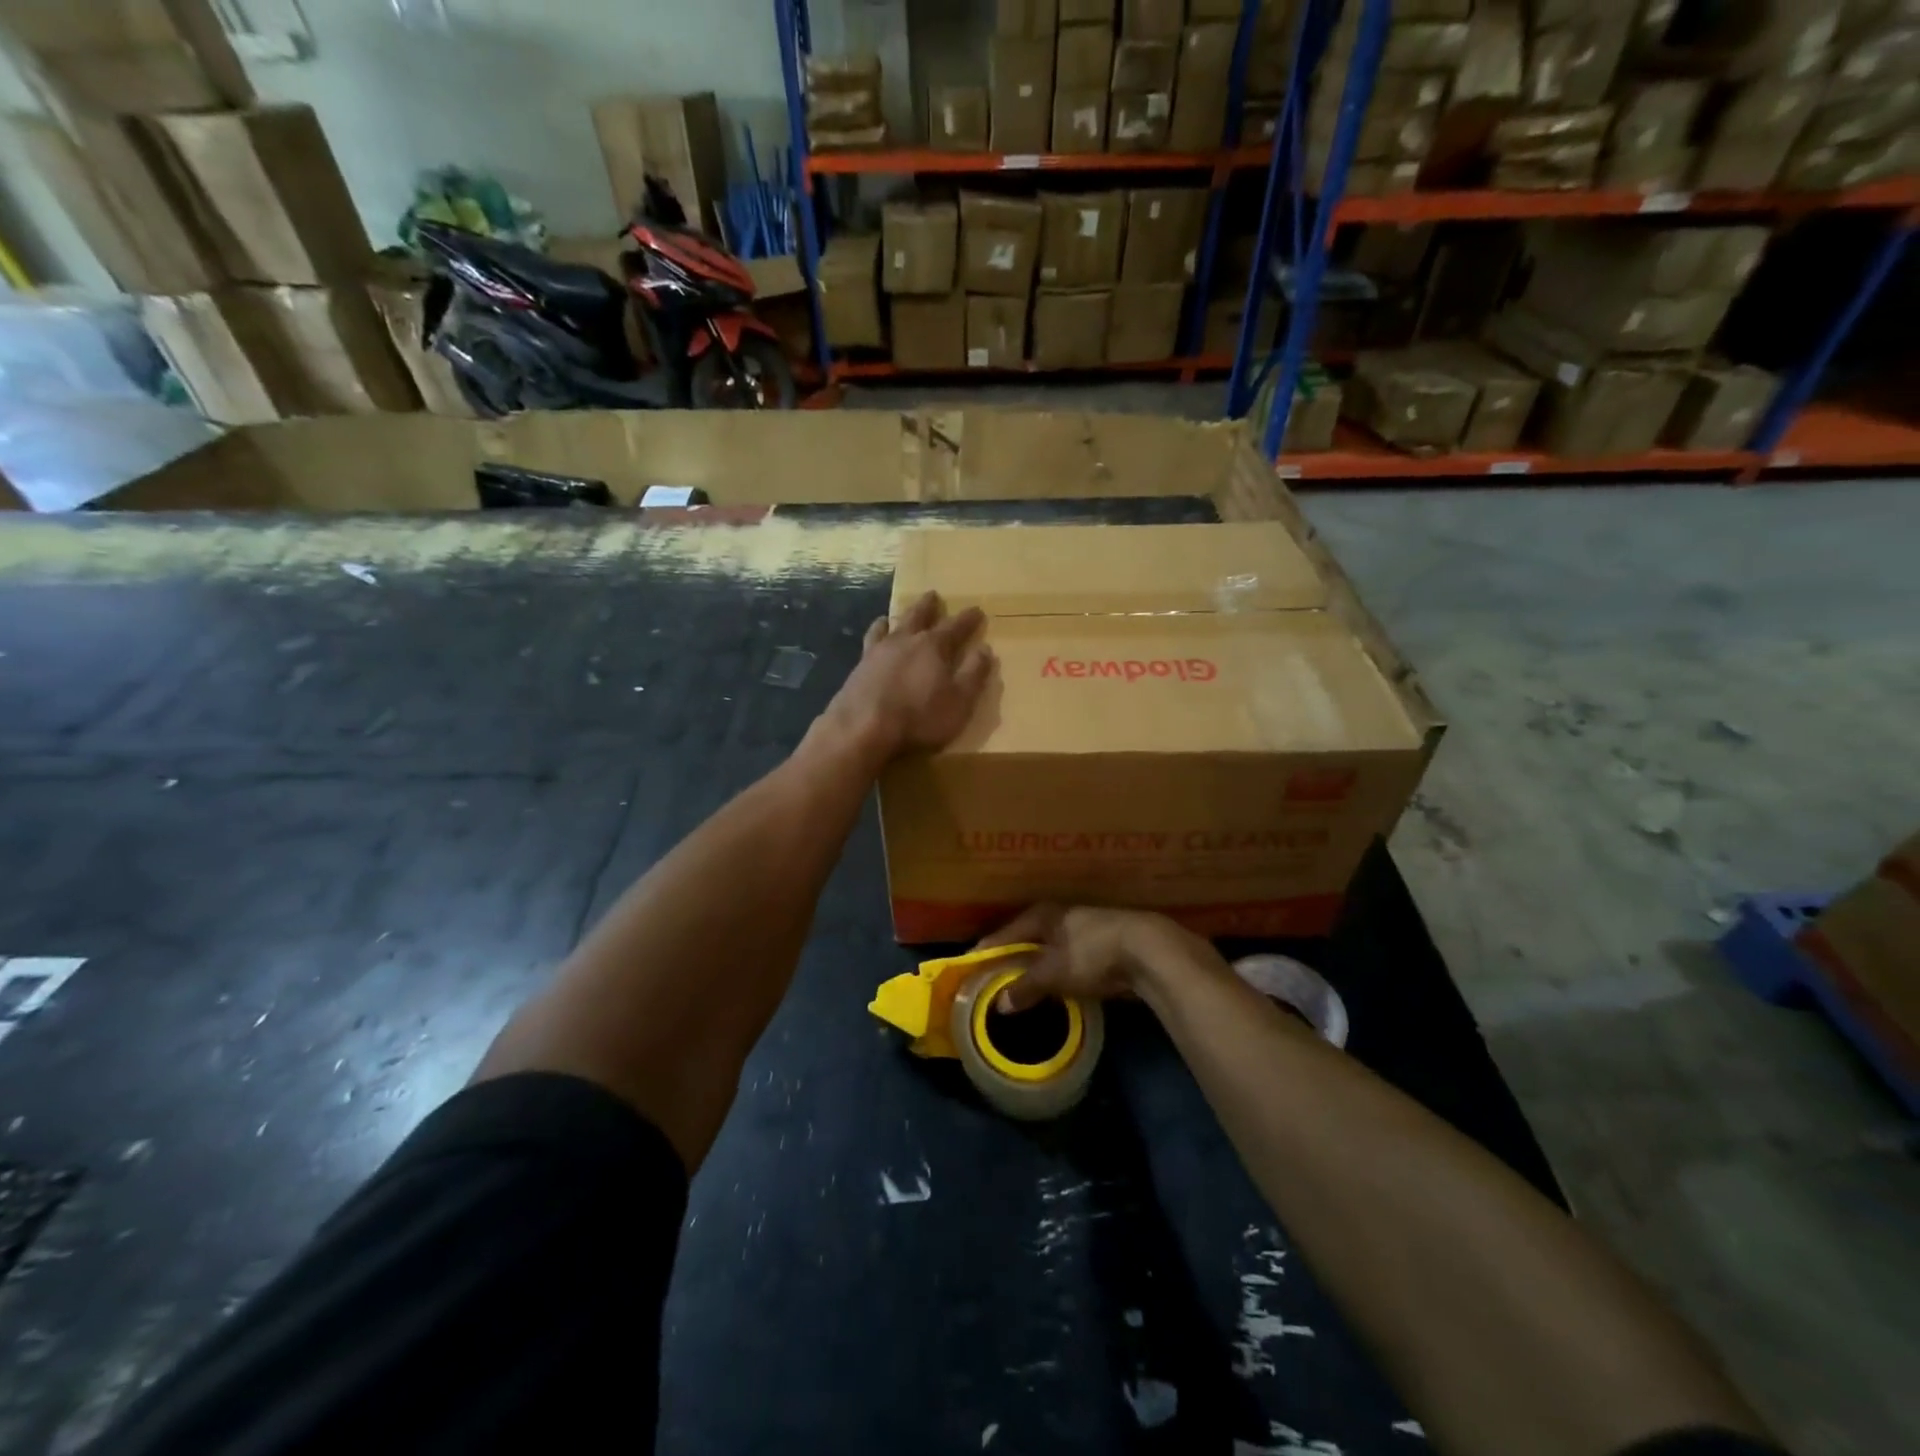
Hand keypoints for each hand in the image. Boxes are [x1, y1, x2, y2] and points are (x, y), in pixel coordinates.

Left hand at [822, 590, 992, 760]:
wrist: (863, 729)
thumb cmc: (919, 718)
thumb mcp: (959, 701)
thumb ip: (973, 673)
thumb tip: (985, 648)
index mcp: (933, 647)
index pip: (956, 627)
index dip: (968, 619)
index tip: (977, 610)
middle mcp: (905, 641)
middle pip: (919, 616)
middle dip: (928, 606)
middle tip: (933, 594)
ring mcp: (878, 651)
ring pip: (890, 625)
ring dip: (897, 617)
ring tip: (895, 614)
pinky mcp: (859, 666)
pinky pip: (870, 640)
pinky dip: (876, 632)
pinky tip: (874, 637)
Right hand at [977, 905, 1211, 1012]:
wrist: (1149, 951)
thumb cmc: (1091, 954)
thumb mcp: (1052, 973)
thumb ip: (1024, 987)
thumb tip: (999, 1005)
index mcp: (1043, 914)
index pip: (1006, 932)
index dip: (988, 950)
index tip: (970, 966)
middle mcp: (1061, 915)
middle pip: (1028, 937)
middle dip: (1012, 956)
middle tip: (993, 978)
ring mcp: (1085, 927)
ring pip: (1051, 948)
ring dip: (1037, 965)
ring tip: (1021, 984)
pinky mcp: (1104, 944)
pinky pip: (1070, 958)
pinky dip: (1059, 970)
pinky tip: (1056, 985)